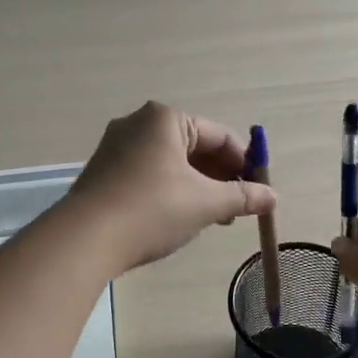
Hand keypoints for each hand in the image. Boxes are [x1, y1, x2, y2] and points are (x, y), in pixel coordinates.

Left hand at [66, 102, 276, 274]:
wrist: (85, 239)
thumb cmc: (152, 210)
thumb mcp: (206, 203)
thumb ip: (243, 197)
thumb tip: (273, 197)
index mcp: (165, 118)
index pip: (220, 136)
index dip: (246, 164)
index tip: (260, 193)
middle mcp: (138, 123)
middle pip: (195, 147)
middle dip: (220, 178)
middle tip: (237, 210)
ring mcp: (116, 147)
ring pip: (172, 163)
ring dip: (198, 188)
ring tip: (212, 219)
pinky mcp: (104, 171)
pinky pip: (149, 174)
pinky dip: (170, 191)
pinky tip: (178, 219)